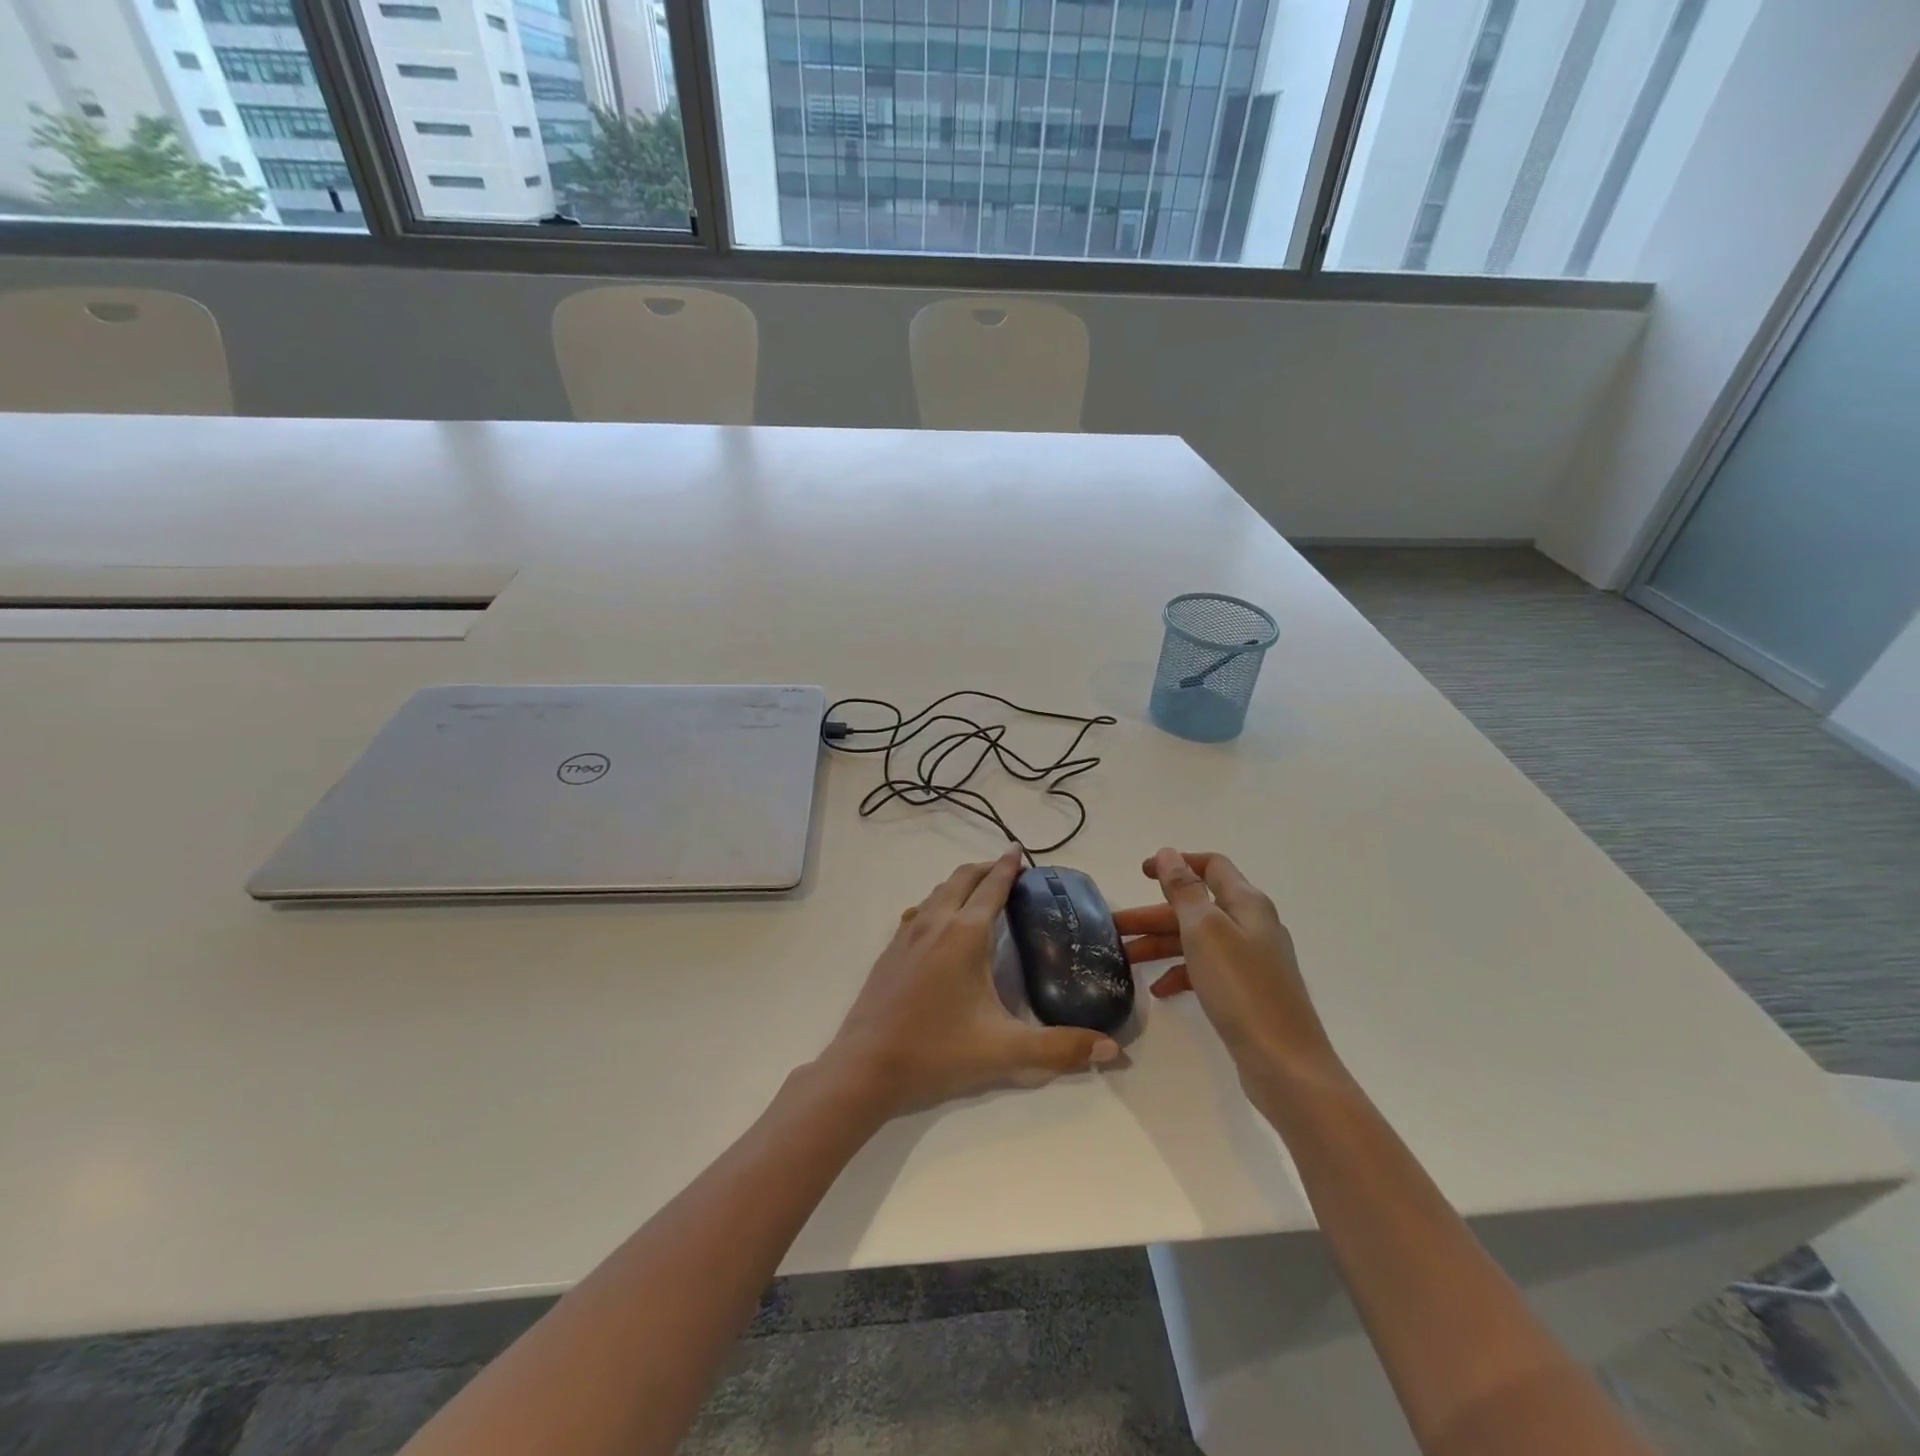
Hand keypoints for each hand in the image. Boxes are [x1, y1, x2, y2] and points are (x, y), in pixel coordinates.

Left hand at [820, 847, 1121, 1117]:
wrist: (865, 1067)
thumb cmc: (937, 1052)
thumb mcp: (1005, 1052)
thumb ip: (1061, 1049)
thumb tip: (1112, 1049)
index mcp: (964, 934)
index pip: (992, 887)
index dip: (1008, 866)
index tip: (1019, 850)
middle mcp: (935, 923)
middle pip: (962, 879)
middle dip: (985, 868)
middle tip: (1007, 869)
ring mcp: (907, 934)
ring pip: (937, 892)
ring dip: (960, 883)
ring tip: (979, 891)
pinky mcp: (890, 951)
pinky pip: (920, 910)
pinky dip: (938, 902)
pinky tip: (941, 924)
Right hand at [1115, 848, 1338, 1084]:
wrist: (1286, 1066)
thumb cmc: (1242, 989)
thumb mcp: (1205, 931)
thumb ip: (1184, 890)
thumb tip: (1168, 853)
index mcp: (1247, 904)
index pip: (1211, 866)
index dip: (1176, 863)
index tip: (1140, 873)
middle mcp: (1252, 926)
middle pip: (1197, 906)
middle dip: (1155, 913)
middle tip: (1115, 927)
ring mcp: (1252, 961)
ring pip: (1197, 940)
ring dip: (1161, 944)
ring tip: (1126, 959)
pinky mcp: (1247, 993)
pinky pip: (1206, 970)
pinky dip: (1181, 973)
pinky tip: (1159, 990)